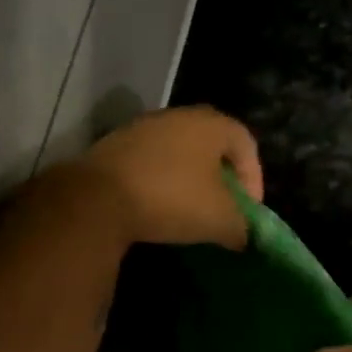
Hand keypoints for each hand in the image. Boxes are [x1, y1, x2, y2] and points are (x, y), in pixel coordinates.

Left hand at [76, 106, 263, 248]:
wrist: (97, 198)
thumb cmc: (172, 199)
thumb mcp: (220, 220)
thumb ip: (242, 226)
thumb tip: (243, 235)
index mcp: (211, 123)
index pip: (247, 144)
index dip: (254, 180)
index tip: (248, 212)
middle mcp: (178, 116)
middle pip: (212, 145)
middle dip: (222, 179)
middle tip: (223, 209)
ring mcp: (142, 127)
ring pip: (179, 152)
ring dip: (189, 180)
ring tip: (189, 211)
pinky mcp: (114, 145)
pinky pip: (151, 162)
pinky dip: (160, 181)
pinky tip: (156, 207)